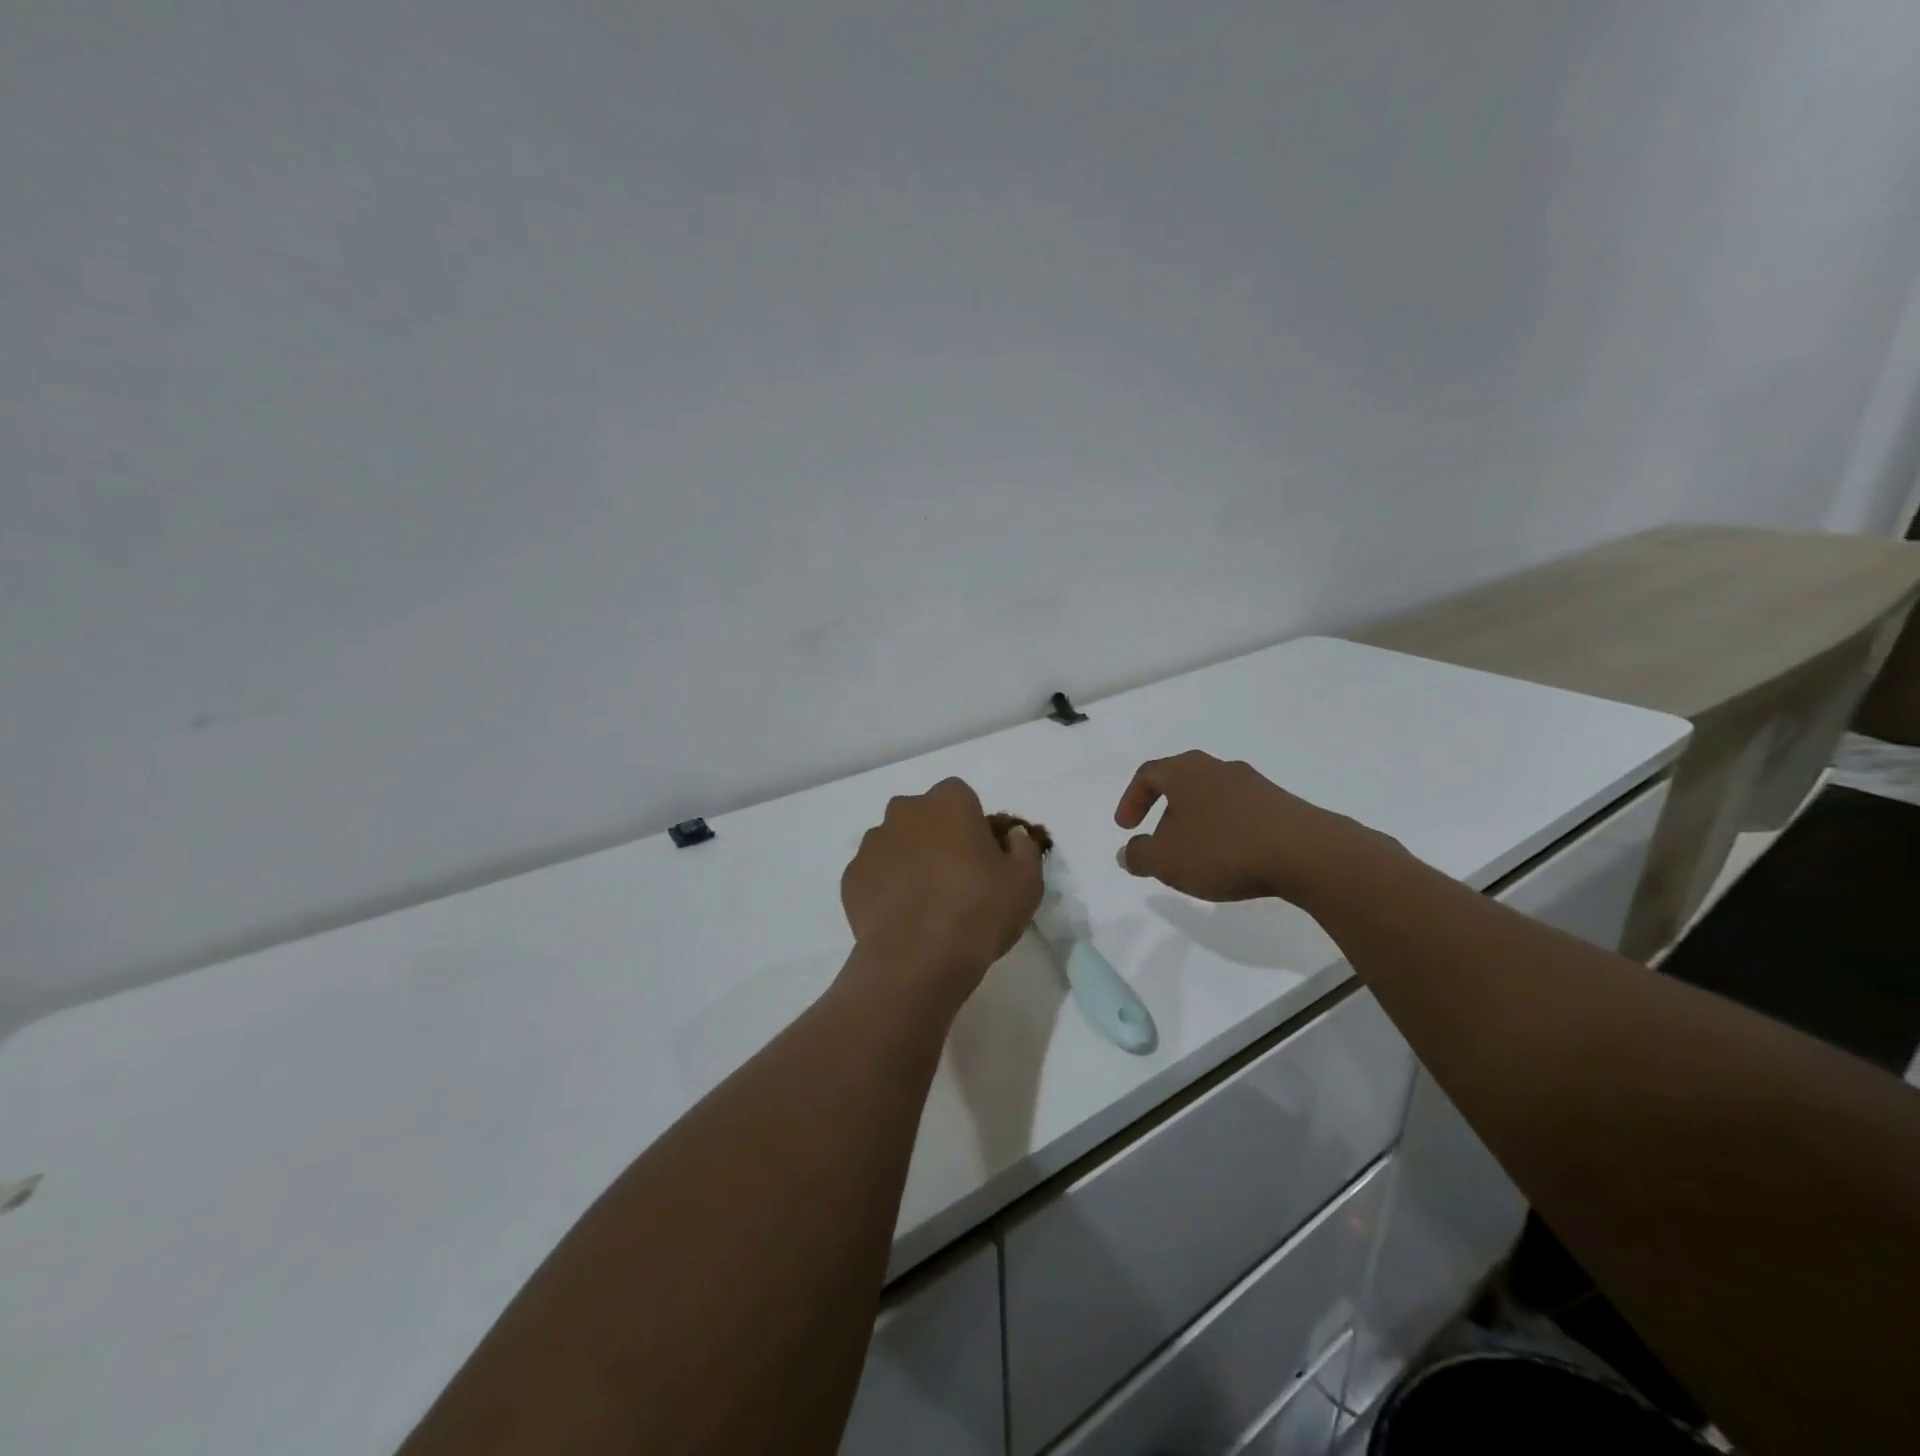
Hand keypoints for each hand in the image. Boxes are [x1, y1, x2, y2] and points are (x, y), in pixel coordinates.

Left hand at [840, 778, 1044, 1009]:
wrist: (918, 959)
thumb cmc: (979, 910)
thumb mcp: (1027, 882)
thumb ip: (1023, 848)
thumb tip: (1012, 836)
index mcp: (948, 802)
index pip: (961, 797)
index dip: (971, 823)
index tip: (981, 856)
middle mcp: (905, 811)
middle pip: (923, 816)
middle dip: (936, 836)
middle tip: (955, 877)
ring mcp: (872, 843)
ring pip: (895, 843)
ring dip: (908, 860)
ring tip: (925, 902)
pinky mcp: (851, 877)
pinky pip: (873, 874)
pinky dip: (884, 887)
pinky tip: (901, 917)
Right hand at [1114, 750, 1372, 903]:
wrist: (1305, 853)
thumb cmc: (1222, 849)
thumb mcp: (1166, 860)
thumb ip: (1139, 856)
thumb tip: (1126, 853)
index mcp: (1185, 771)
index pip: (1147, 774)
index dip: (1131, 800)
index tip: (1126, 829)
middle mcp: (1218, 768)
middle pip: (1181, 784)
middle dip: (1164, 813)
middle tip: (1158, 843)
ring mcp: (1253, 784)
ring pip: (1211, 799)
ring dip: (1196, 824)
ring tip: (1195, 857)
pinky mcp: (1280, 804)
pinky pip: (1239, 813)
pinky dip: (1224, 832)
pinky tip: (1230, 859)